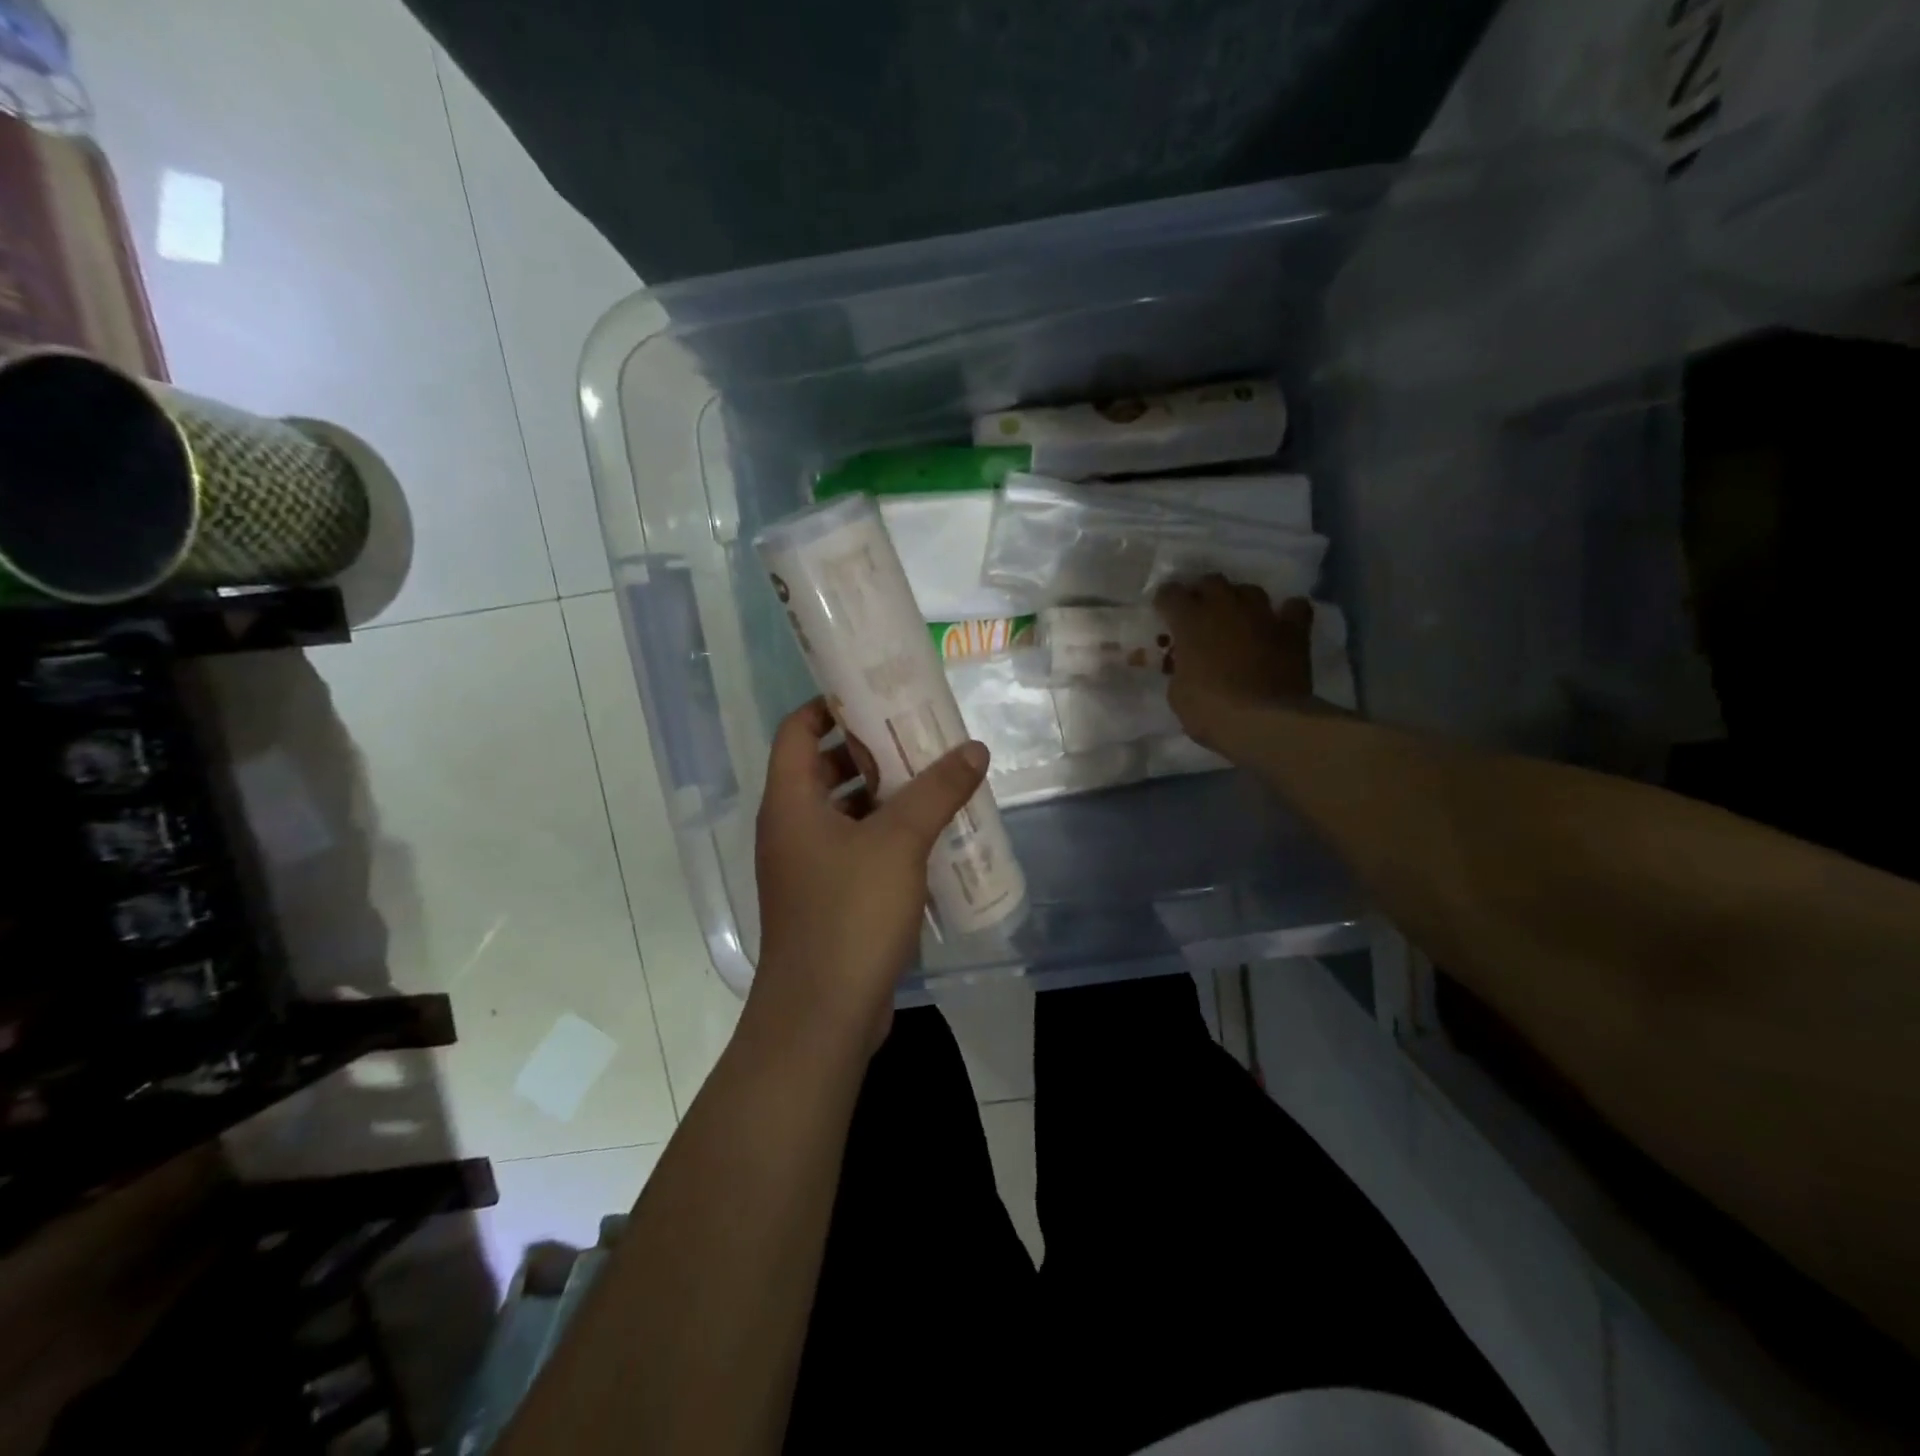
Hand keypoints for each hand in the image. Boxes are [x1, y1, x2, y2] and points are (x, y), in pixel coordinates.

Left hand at [749, 698, 989, 1055]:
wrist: (822, 1017)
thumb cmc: (850, 915)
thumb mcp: (899, 842)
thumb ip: (937, 791)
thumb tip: (973, 749)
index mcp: (790, 803)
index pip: (797, 731)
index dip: (830, 706)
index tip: (876, 694)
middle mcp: (791, 829)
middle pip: (825, 769)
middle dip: (870, 751)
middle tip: (920, 737)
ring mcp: (807, 868)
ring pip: (845, 813)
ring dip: (885, 796)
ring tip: (935, 781)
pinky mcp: (828, 900)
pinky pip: (856, 851)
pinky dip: (887, 837)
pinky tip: (931, 838)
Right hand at [1154, 577, 1313, 750]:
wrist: (1264, 722)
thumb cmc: (1210, 710)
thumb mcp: (1178, 693)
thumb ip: (1179, 669)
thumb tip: (1186, 665)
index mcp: (1190, 621)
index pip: (1170, 594)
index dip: (1164, 601)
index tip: (1164, 613)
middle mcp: (1225, 607)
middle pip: (1211, 581)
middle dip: (1202, 593)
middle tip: (1199, 612)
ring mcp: (1262, 615)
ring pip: (1249, 590)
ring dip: (1239, 600)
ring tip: (1237, 617)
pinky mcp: (1293, 630)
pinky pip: (1294, 607)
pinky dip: (1286, 612)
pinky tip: (1280, 623)